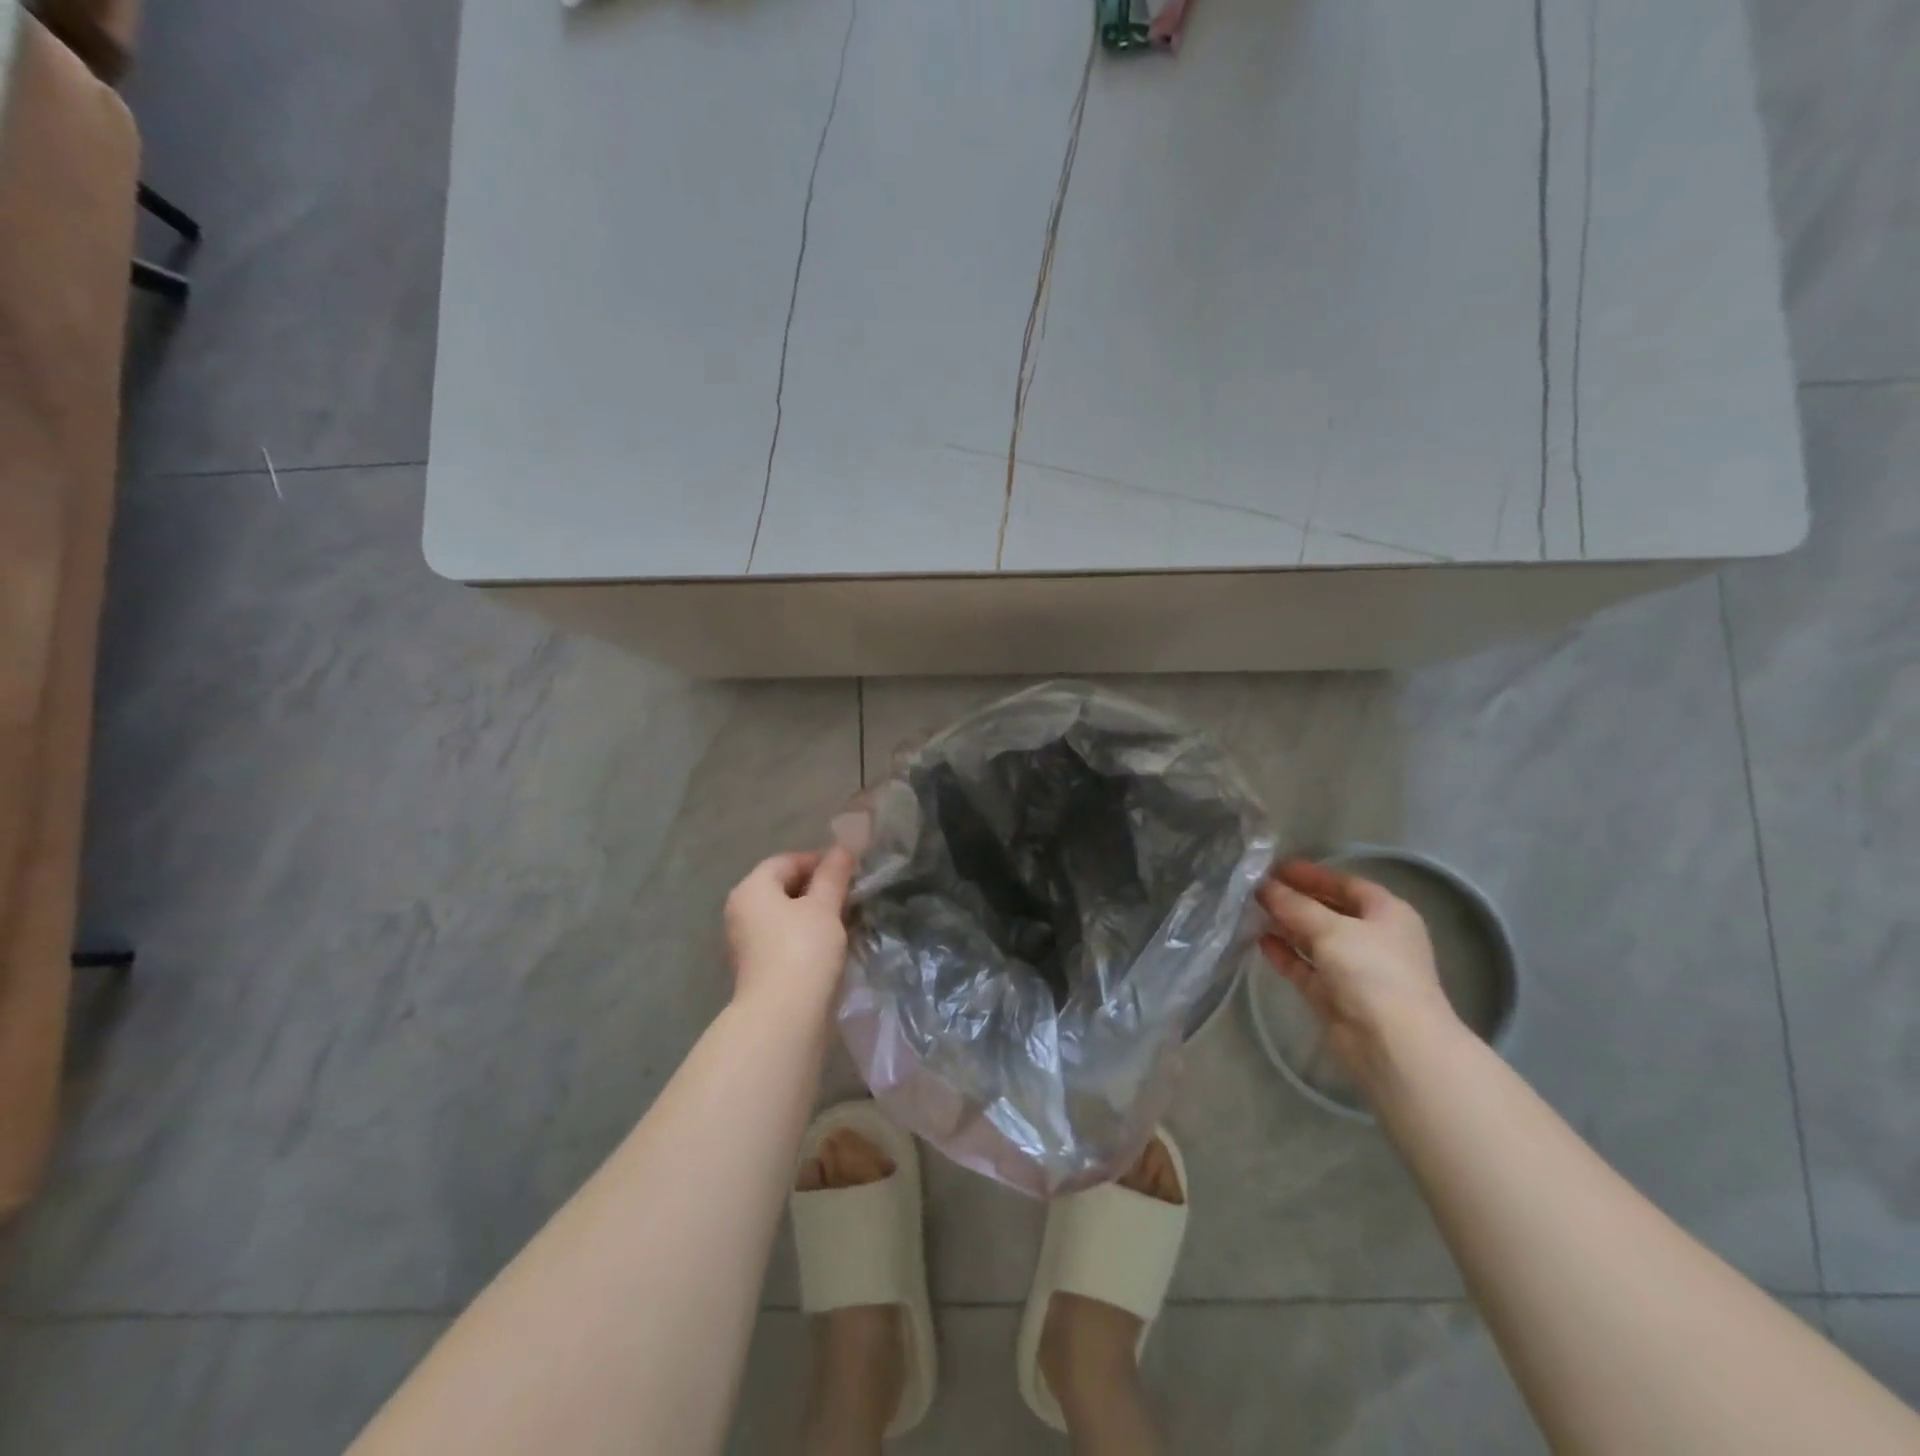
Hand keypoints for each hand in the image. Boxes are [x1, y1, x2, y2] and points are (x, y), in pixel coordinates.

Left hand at [723, 847, 855, 1012]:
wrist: (784, 1016)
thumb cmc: (803, 949)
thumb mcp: (824, 906)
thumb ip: (833, 875)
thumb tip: (843, 848)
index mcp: (751, 889)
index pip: (787, 861)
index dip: (820, 861)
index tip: (850, 871)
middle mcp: (742, 911)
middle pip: (783, 888)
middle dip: (818, 888)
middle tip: (851, 895)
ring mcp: (747, 943)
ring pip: (786, 916)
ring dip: (815, 915)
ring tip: (846, 920)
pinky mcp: (759, 969)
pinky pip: (785, 940)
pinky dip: (807, 937)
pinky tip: (831, 946)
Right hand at [1256, 859, 1458, 1078]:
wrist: (1393, 1045)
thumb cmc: (1372, 972)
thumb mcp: (1332, 929)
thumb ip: (1294, 905)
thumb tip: (1263, 886)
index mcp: (1386, 913)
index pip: (1345, 883)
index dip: (1310, 874)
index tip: (1273, 868)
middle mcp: (1372, 938)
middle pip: (1327, 910)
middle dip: (1293, 899)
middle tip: (1255, 888)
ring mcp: (1352, 968)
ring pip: (1313, 938)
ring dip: (1285, 924)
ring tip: (1250, 910)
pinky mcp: (1333, 994)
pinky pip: (1304, 966)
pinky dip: (1284, 953)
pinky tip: (1259, 940)